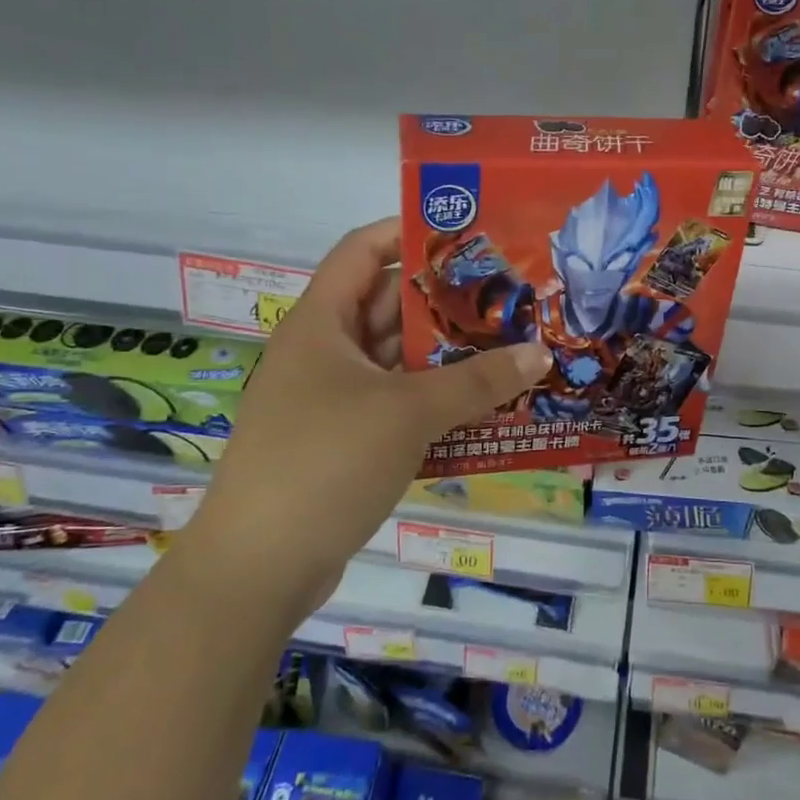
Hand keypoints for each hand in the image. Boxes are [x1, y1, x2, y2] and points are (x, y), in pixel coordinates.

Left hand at [187, 219, 549, 612]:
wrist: (259, 568)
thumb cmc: (326, 463)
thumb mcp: (408, 413)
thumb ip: (477, 382)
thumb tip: (540, 353)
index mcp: (321, 323)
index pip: (364, 250)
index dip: (410, 232)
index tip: (469, 234)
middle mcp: (322, 352)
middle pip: (387, 306)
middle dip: (445, 301)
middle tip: (508, 297)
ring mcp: (329, 399)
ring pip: (395, 360)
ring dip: (445, 357)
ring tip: (508, 348)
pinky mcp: (341, 441)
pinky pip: (394, 404)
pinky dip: (432, 400)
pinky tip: (480, 408)